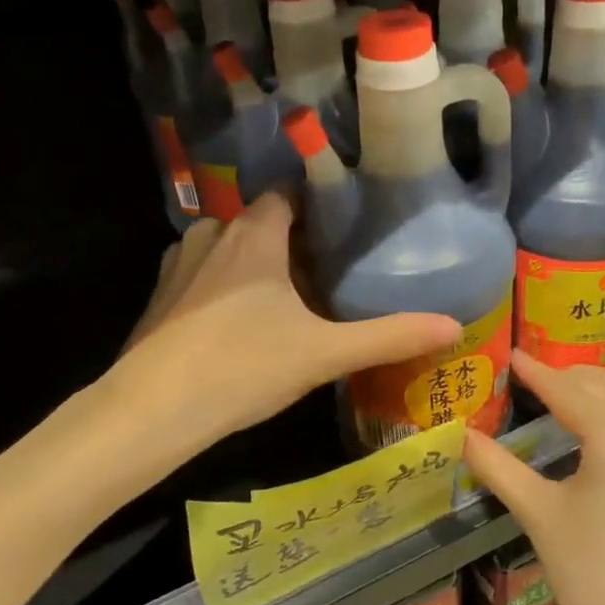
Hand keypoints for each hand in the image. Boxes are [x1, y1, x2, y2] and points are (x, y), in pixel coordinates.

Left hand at [113, 193, 461, 457]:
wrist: (150, 411)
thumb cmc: (242, 366)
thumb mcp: (324, 353)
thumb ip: (389, 336)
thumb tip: (454, 325)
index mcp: (253, 233)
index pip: (290, 193)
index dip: (321, 204)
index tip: (349, 224)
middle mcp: (213, 234)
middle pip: (262, 222)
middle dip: (294, 241)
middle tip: (331, 270)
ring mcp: (179, 264)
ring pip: (230, 249)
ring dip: (257, 265)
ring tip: (291, 297)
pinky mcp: (160, 297)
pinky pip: (203, 276)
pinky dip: (226, 287)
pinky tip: (243, 324)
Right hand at [464, 352, 604, 604]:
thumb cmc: (589, 570)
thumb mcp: (536, 514)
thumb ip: (496, 467)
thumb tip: (460, 434)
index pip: (566, 390)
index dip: (534, 372)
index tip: (508, 354)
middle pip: (600, 383)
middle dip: (562, 373)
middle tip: (523, 374)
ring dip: (589, 384)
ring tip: (550, 388)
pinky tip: (584, 419)